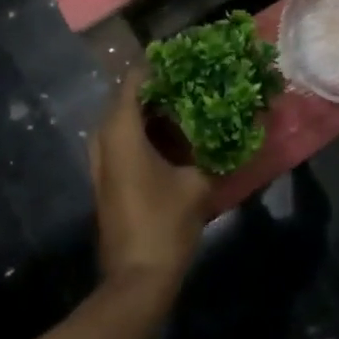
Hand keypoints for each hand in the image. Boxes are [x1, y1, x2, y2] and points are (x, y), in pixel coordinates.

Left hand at [89, 70, 212, 310]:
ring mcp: (102, 158)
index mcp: (121, 129)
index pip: (135, 78)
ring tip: (193, 106)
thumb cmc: (165, 224)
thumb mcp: (197, 183)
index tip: (190, 59)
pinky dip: (149, 133)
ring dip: (156, 112)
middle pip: (130, 97)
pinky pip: (126, 140)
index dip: (161, 65)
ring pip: (128, 120)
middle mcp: (104, 137)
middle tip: (197, 83)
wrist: (136, 279)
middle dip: (162, 89)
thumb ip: (214, 149)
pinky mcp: (108, 176)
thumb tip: (236, 126)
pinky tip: (180, 137)